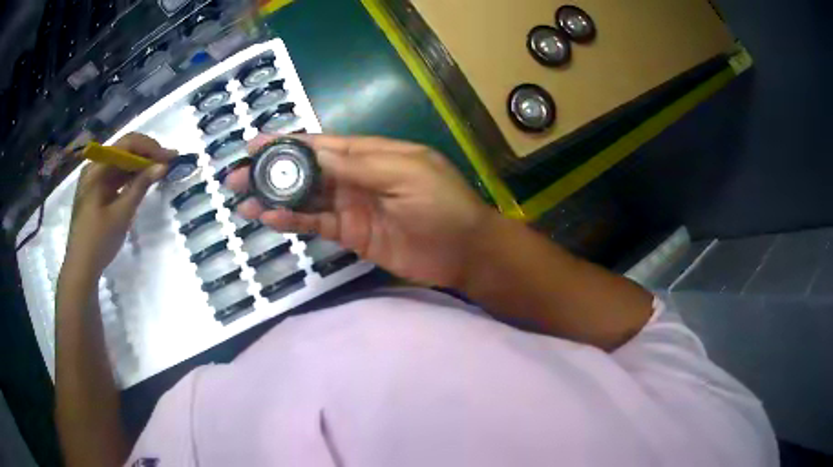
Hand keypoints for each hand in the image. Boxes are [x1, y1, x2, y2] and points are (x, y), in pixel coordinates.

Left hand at [64, 133, 175, 276]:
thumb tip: (163, 165)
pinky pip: (115, 176)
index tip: (170, 156)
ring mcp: (93, 179)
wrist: (81, 268)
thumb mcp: (122, 213)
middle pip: (124, 150)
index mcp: (97, 168)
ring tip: (160, 169)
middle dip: (147, 154)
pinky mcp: (95, 191)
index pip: (127, 144)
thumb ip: (141, 186)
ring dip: (140, 165)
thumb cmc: (99, 241)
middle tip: (169, 161)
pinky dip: (130, 176)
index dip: (150, 147)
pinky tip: (142, 180)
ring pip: (121, 163)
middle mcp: (94, 167)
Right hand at [226, 135, 500, 287]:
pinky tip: (269, 219)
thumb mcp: (404, 173)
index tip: (254, 144)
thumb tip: (311, 153)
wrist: (464, 251)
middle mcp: (355, 176)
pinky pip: (316, 224)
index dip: (287, 144)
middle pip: (305, 170)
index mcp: (370, 153)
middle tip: (236, 175)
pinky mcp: (351, 234)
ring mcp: (351, 206)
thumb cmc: (442, 204)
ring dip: (275, 198)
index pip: (320, 144)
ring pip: (305, 198)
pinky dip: (293, 221)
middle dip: (271, 172)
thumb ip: (357, 165)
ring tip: (244, 199)